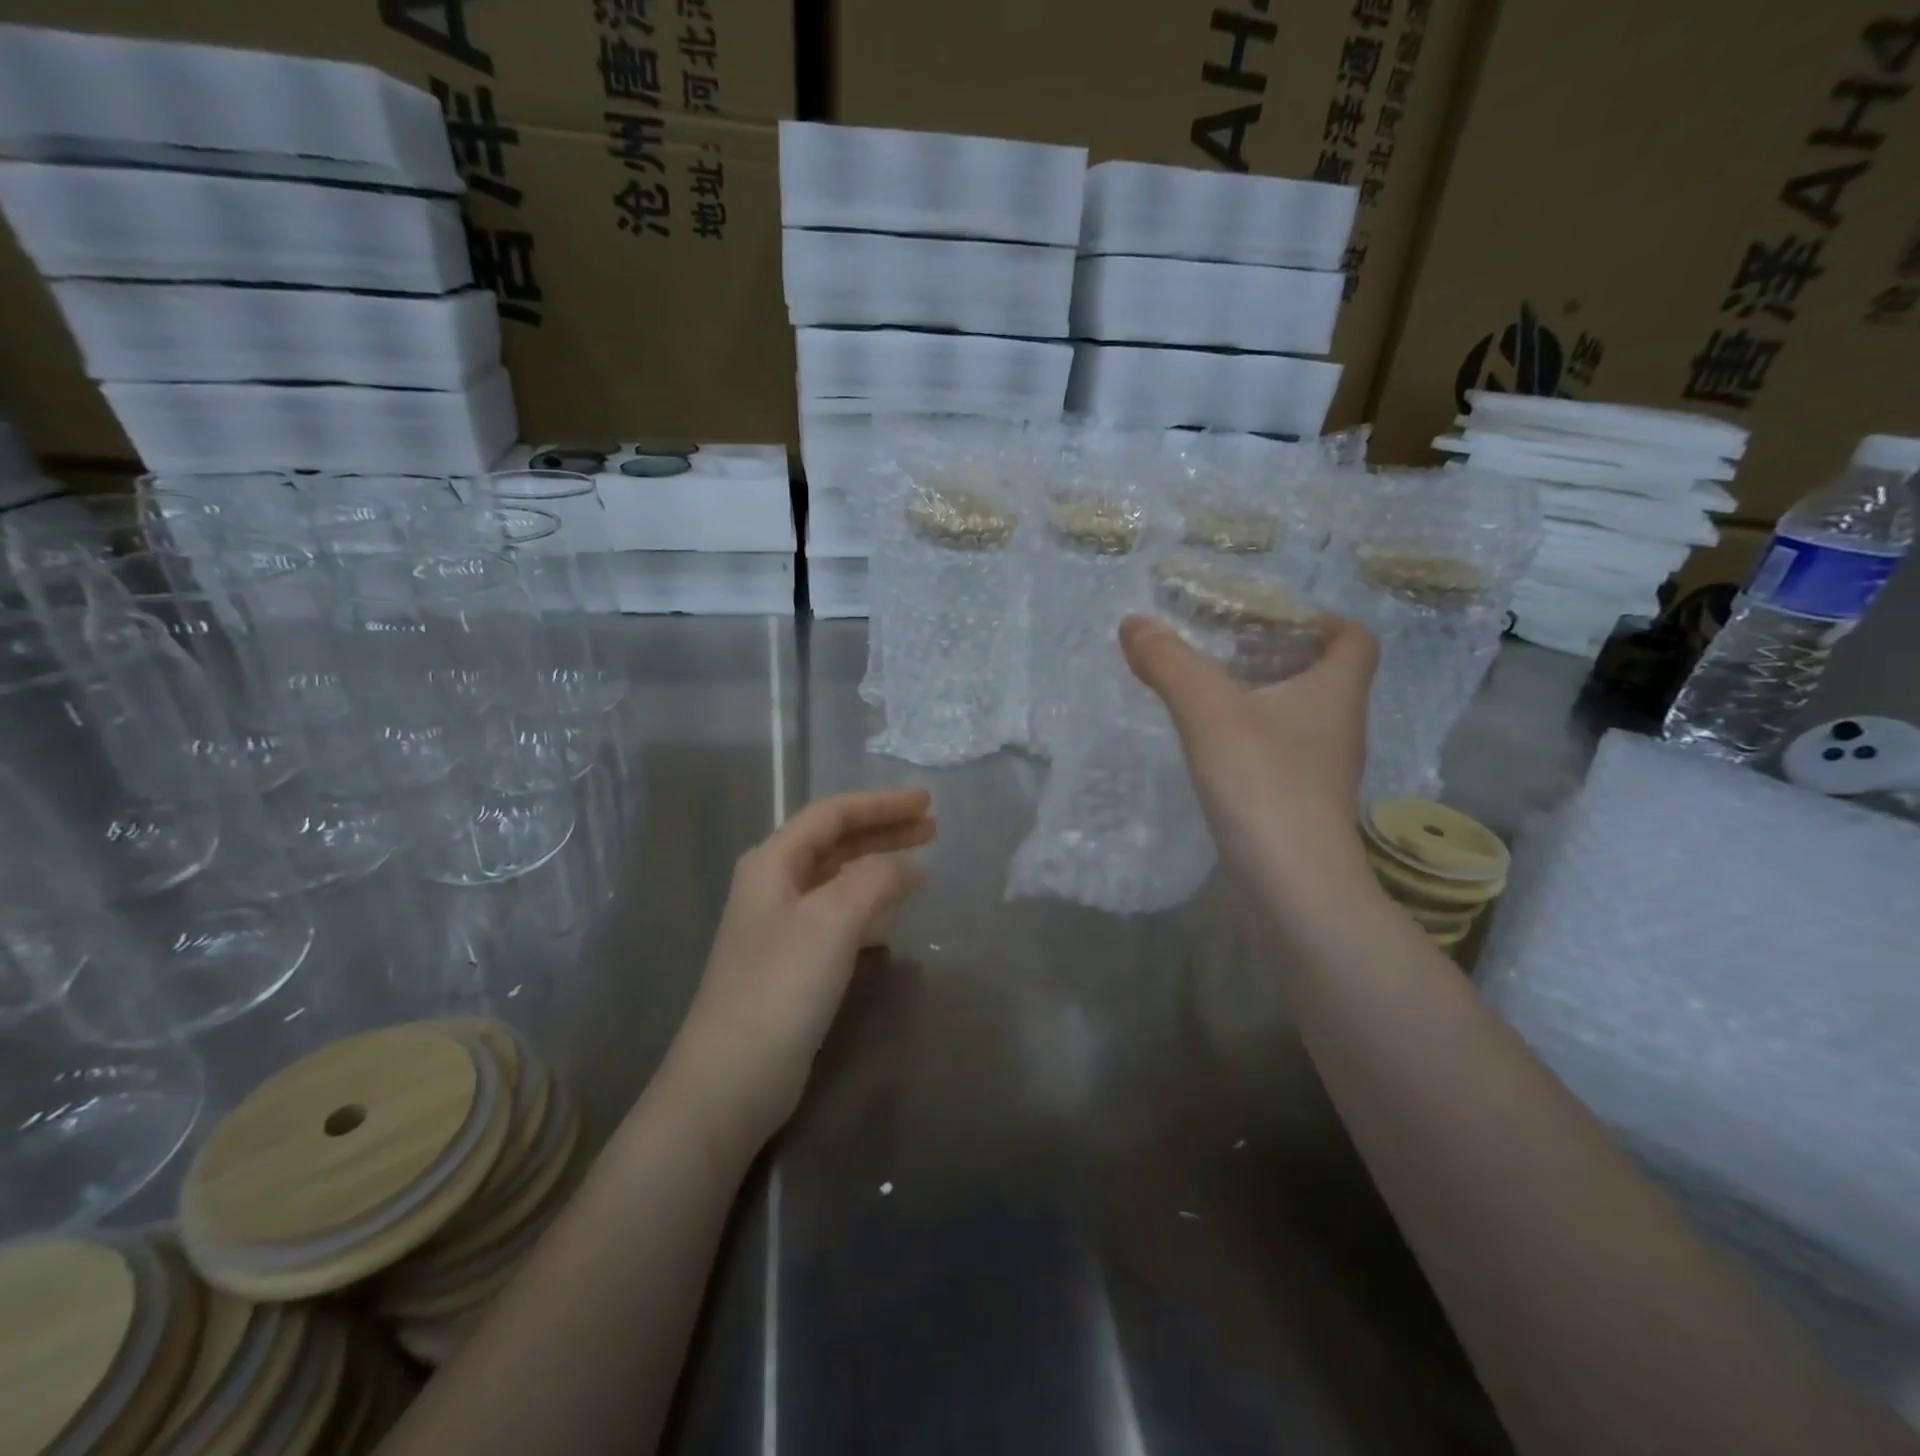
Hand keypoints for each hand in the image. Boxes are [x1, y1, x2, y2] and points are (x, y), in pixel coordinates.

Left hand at [667, 788, 934, 1153]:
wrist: (731, 1079)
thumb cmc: (780, 987)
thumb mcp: (832, 920)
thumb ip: (874, 880)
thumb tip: (907, 868)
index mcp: (773, 862)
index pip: (832, 814)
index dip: (880, 804)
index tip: (926, 802)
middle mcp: (775, 886)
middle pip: (836, 843)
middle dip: (883, 831)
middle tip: (932, 828)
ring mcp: (783, 927)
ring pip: (840, 880)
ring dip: (879, 868)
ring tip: (921, 867)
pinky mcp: (795, 963)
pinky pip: (840, 918)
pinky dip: (870, 908)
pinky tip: (893, 918)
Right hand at [1119, 611, 1379, 906]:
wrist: (1293, 889)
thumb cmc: (1264, 785)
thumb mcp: (1208, 713)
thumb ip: (1171, 663)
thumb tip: (1134, 622)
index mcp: (1335, 693)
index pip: (1354, 639)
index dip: (1321, 619)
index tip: (1270, 617)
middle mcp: (1338, 728)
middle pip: (1322, 676)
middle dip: (1276, 655)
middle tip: (1222, 648)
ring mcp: (1321, 772)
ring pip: (1297, 718)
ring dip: (1260, 699)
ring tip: (1206, 692)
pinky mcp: (1299, 807)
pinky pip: (1278, 755)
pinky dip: (1250, 740)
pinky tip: (1210, 748)